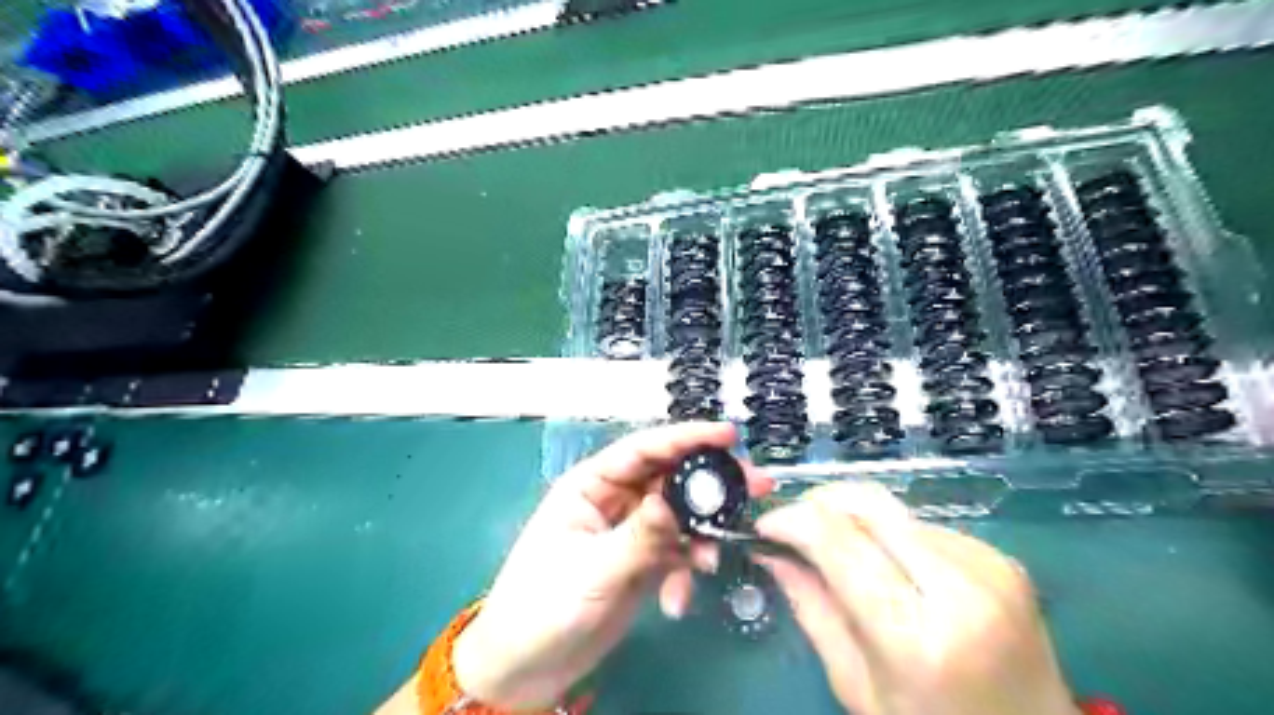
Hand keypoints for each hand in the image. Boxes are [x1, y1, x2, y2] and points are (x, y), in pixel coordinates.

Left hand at [453, 426, 771, 709]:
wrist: (527, 668)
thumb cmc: (543, 606)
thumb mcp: (593, 569)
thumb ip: (639, 536)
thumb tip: (673, 502)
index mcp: (590, 486)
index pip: (642, 450)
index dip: (685, 437)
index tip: (728, 435)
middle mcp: (614, 501)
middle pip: (669, 479)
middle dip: (708, 484)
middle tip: (755, 486)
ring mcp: (630, 532)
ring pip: (678, 517)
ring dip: (701, 535)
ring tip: (713, 559)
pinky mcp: (642, 562)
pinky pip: (676, 553)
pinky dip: (685, 571)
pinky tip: (678, 600)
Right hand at [748, 479, 1077, 713]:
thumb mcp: (857, 685)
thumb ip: (812, 609)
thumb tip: (771, 552)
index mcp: (917, 636)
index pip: (838, 542)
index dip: (792, 520)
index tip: (765, 525)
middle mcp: (959, 587)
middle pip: (868, 504)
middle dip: (818, 503)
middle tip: (794, 526)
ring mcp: (987, 565)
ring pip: (893, 510)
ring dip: (854, 521)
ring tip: (841, 552)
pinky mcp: (1000, 556)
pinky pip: (923, 525)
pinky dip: (890, 535)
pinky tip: (889, 566)